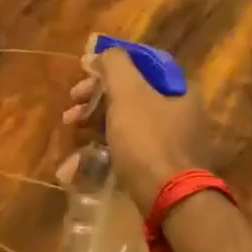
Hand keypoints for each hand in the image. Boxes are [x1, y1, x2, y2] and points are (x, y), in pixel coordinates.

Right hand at [61, 47, 214, 208]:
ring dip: (94, 123)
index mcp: (179, 89)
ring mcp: (171, 142)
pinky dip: (104, 148)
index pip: (142, 64)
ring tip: (70, 130)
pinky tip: (81, 160)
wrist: (169, 198)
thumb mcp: (128, 94)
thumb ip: (114, 65)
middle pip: (130, 95)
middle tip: (71, 108)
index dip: (109, 65)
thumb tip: (102, 52)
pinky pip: (128, 149)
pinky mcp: (159, 167)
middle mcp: (180, 112)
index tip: (82, 73)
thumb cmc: (147, 140)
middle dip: (94, 99)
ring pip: (126, 122)